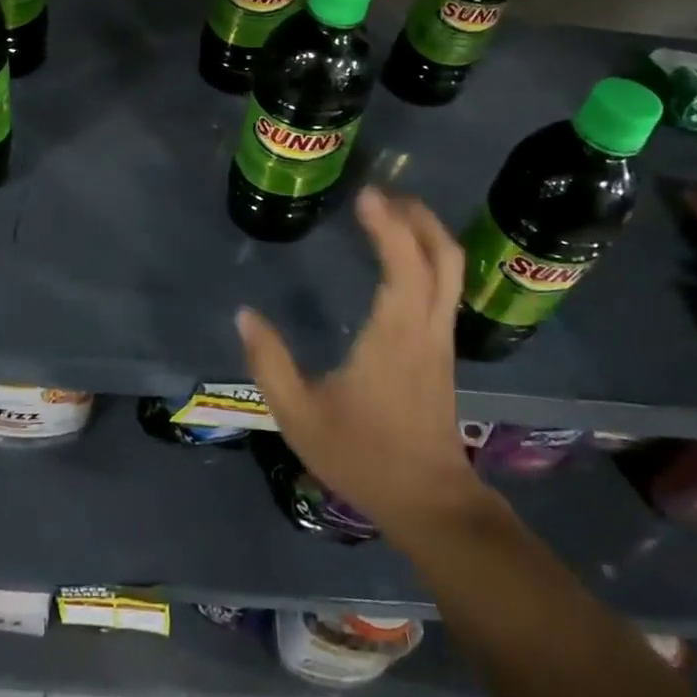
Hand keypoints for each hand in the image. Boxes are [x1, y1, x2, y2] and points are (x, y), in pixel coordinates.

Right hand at [238, 187, 492, 542]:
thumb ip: (269, 362)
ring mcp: (440, 339)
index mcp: (395, 335)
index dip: (389, 224)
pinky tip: (402, 258)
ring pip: (451, 270)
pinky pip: (445, 288)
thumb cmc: (362, 456)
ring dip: (427, 233)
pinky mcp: (442, 351)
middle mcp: (426, 328)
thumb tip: (245, 315)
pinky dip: (429, 258)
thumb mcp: (299, 415)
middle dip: (418, 216)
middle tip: (384, 194)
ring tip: (392, 214)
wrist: (428, 502)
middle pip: (444, 256)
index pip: (405, 264)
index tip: (366, 195)